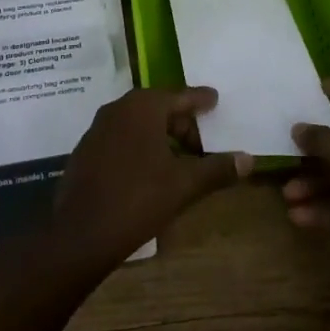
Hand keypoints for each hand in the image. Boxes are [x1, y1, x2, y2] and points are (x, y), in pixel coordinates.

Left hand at [53, 87, 252, 267]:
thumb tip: (249, 159)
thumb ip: (217, 169)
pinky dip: (140, 145)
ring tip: (180, 158)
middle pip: (158, 107)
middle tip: (202, 143)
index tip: (215, 99)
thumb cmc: (137, 200)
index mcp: (143, 107)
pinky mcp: (86, 150)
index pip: (180, 96)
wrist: (80, 234)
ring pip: (138, 123)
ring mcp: (98, 128)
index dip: (200, 100)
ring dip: (161, 135)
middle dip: (181, 122)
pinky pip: (122, 137)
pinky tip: (150, 170)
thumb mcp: (184, 185)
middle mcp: (118, 108)